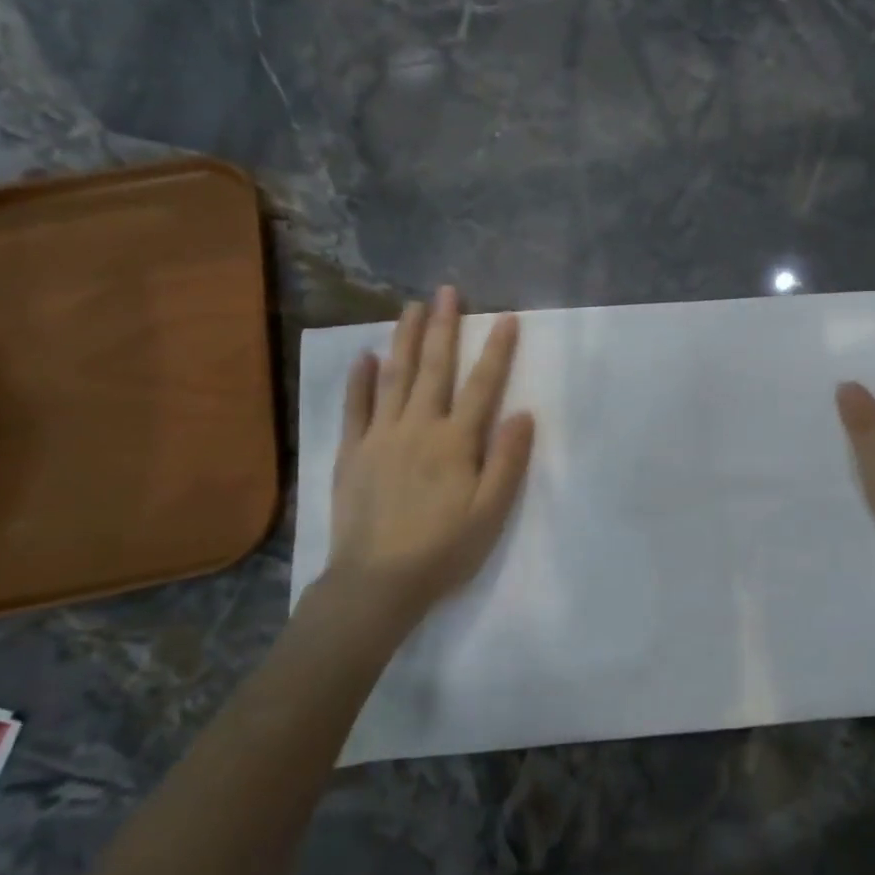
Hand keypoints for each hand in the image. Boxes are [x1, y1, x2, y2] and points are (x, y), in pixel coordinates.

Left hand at [329, 285, 535, 618]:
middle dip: (443, 327)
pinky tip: (366, 357)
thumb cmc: (443, 549)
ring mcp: (380, 437)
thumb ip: (507, 460)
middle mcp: (418, 428)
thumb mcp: (490, 512)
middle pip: (434, 368)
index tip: (505, 318)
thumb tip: (523, 413)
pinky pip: (355, 408)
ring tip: (411, 307)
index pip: (482, 385)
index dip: (496, 350)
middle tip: (447, 291)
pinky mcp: (351, 453)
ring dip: (404, 339)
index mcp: (456, 442)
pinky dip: (361, 380)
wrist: (376, 584)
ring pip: (394, 377)